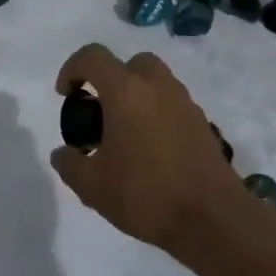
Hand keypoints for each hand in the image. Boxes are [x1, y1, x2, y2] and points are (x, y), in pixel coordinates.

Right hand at [51, 44, 245, 252]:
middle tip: (101, 111)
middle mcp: (157, 87)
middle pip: (131, 64)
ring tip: (125, 135)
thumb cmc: (145, 193)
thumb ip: (70, 164)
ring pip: (156, 83)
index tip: (66, 95)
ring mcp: (185, 103)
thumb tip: (63, 153)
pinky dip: (157, 115)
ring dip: (137, 97)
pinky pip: (173, 106)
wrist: (212, 219)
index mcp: (126, 91)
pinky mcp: (203, 124)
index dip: (72, 69)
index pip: (93, 57)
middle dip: (111, 79)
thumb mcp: (92, 186)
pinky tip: (151, 151)